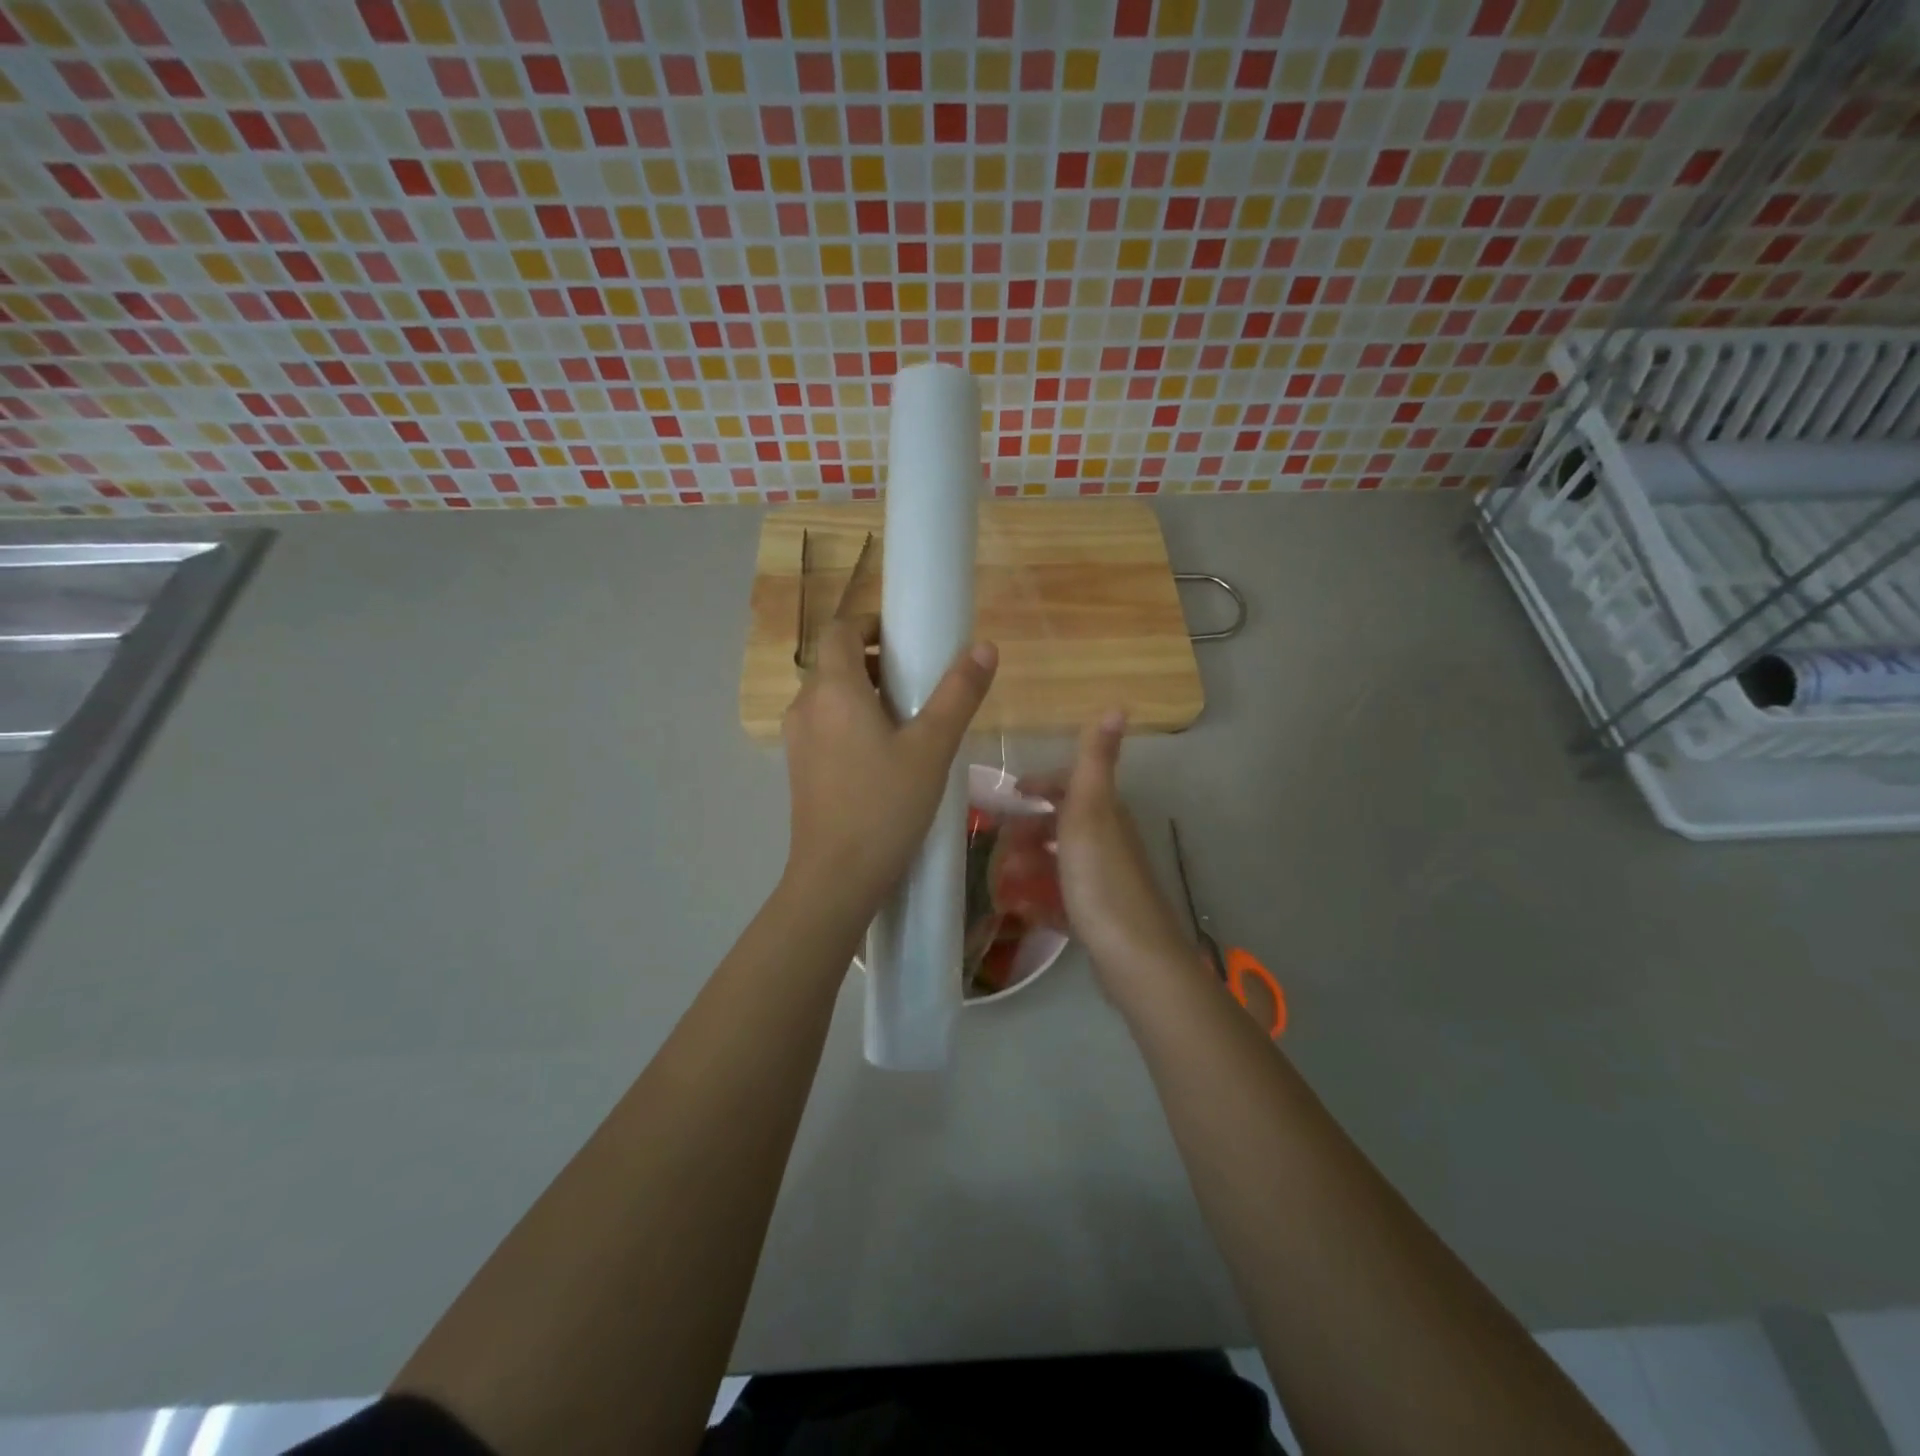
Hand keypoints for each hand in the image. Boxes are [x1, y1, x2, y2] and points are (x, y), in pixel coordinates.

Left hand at [782, 616, 997, 919]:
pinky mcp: (799, 769)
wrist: (836, 878)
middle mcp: (806, 706)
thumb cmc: (886, 806)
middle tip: (918, 685)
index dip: (871, 625)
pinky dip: (851, 723)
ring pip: (830, 697)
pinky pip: (825, 726)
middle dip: (875, 662)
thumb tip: (984, 647)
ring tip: (907, 723)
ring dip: (864, 694)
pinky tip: (884, 758)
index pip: (840, 629)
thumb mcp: (932, 748)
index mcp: (833, 689)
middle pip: (836, 662)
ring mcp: (797, 740)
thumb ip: (958, 694)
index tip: (906, 641)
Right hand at [1023, 711, 1197, 989]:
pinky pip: (1063, 899)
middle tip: (997, 846)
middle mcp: (1109, 843)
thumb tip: (1118, 704)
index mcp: (1106, 815)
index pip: (1073, 786)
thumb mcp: (1090, 812)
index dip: (1042, 784)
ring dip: (1031, 865)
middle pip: (1063, 825)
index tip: (1010, 793)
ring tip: (1004, 880)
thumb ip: (1096, 762)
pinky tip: (1023, 910)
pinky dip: (1042, 899)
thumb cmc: (1101, 878)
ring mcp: (1105, 882)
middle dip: (1029, 830)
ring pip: (1061, 863)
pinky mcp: (1099, 917)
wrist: (1133, 956)